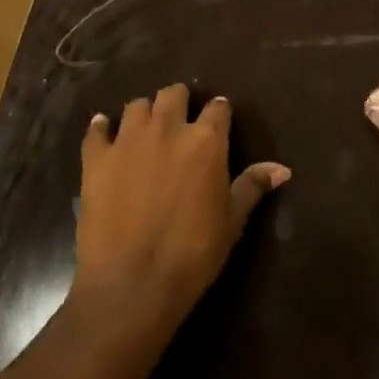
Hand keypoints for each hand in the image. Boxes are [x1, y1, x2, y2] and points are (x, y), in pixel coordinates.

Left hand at [73, 84, 289, 341]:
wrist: (133, 284)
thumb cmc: (192, 254)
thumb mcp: (232, 222)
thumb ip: (253, 186)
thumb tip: (282, 168)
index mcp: (206, 140)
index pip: (218, 107)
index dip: (219, 112)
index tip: (218, 120)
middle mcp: (168, 128)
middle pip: (174, 93)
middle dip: (179, 102)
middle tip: (180, 121)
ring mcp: (128, 140)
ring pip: (137, 105)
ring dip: (144, 114)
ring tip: (145, 131)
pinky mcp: (96, 158)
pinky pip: (96, 129)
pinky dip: (101, 129)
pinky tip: (104, 135)